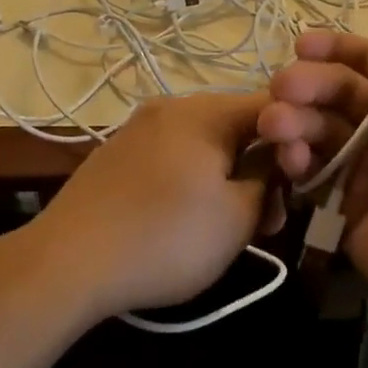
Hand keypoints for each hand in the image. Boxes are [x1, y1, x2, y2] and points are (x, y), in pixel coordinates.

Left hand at [19, 93, 273, 322]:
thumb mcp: (238, 216)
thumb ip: (270, 180)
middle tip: (269, 217)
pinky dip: (193, 179)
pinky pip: (172, 156)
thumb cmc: (166, 237)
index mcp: (206, 110)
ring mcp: (139, 128)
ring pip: (204, 143)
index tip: (301, 183)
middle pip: (237, 125)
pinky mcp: (117, 154)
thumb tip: (278, 161)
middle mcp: (172, 106)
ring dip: (228, 177)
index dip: (297, 141)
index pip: (273, 107)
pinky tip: (186, 219)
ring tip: (230, 226)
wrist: (66, 261)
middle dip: (261, 166)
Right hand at [258, 0, 367, 326]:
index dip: (334, 49)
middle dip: (306, 86)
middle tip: (281, 90)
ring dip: (293, 122)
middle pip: (335, 94)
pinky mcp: (341, 204)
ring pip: (316, 130)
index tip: (300, 44)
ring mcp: (362, 167)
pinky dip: (294, 163)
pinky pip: (310, 174)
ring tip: (275, 126)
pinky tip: (287, 162)